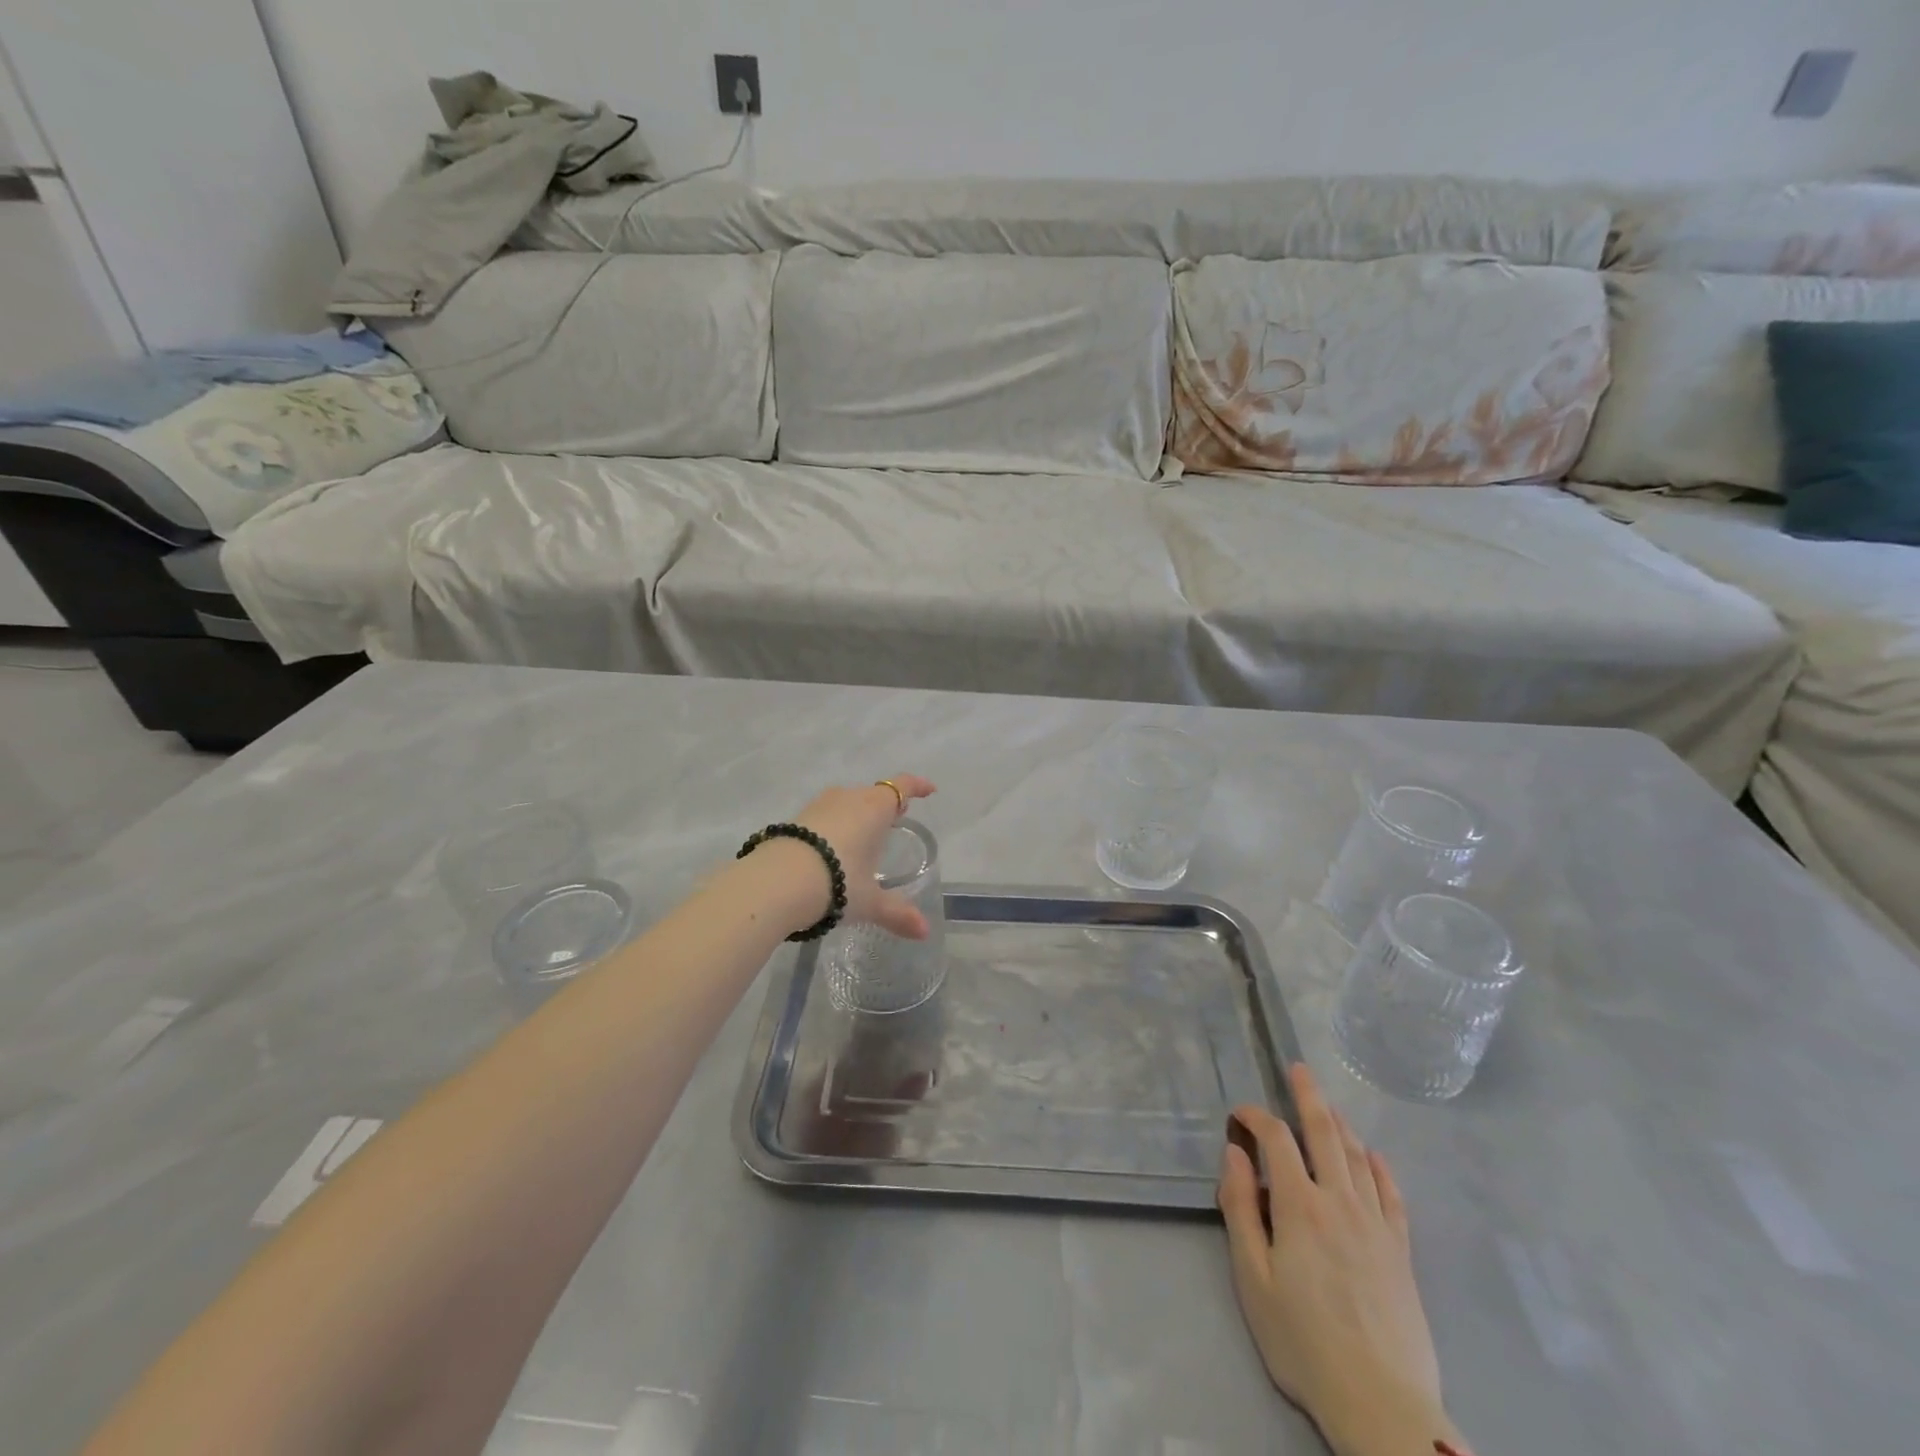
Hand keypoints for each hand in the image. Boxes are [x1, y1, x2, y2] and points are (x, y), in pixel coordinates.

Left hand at [793, 775, 935, 938]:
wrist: (776, 882)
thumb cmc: (837, 882)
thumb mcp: (869, 902)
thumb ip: (897, 914)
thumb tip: (924, 932)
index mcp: (874, 808)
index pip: (901, 787)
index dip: (917, 786)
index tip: (929, 790)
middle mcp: (848, 798)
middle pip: (873, 794)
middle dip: (886, 805)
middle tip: (895, 820)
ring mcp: (818, 806)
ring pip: (846, 803)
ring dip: (857, 815)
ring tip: (863, 836)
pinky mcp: (794, 820)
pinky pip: (824, 816)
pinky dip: (833, 827)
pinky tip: (830, 850)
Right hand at [1218, 1064, 1457, 1455]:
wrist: (1381, 1404)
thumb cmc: (1303, 1341)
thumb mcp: (1252, 1277)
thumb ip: (1239, 1208)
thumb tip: (1235, 1153)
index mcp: (1299, 1206)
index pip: (1275, 1139)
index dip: (1255, 1115)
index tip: (1238, 1113)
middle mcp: (1340, 1202)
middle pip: (1324, 1133)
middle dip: (1308, 1096)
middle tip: (1299, 1068)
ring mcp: (1376, 1225)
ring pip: (1358, 1157)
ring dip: (1341, 1125)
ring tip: (1328, 1106)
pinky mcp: (1401, 1251)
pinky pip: (1392, 1195)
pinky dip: (1380, 1168)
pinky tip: (1374, 1156)